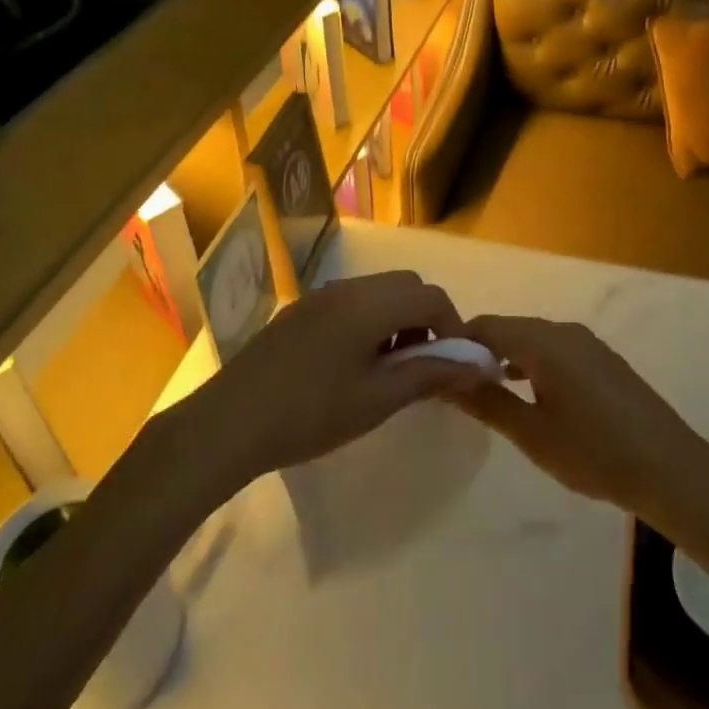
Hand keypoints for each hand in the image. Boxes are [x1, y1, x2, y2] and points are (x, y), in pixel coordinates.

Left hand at [181, 272, 495, 485]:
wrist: (229, 423)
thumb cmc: (311, 414)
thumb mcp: (378, 399)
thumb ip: (430, 375)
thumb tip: (479, 364)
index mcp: (370, 304)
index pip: (431, 297)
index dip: (453, 327)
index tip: (453, 366)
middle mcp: (348, 288)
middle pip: (406, 285)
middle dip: (425, 319)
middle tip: (421, 365)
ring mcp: (320, 296)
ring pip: (378, 291)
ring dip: (397, 319)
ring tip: (388, 368)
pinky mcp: (300, 311)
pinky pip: (351, 301)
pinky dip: (369, 321)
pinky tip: (352, 364)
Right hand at [449, 315, 708, 526]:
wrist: (671, 468)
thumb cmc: (595, 453)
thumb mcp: (533, 434)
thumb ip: (488, 402)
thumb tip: (447, 379)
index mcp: (543, 342)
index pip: (486, 326)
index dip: (457, 342)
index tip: (436, 369)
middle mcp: (564, 330)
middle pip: (509, 328)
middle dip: (481, 351)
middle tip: (458, 386)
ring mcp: (587, 342)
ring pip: (532, 338)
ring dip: (507, 358)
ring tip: (487, 392)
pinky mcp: (602, 358)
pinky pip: (555, 348)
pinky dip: (532, 362)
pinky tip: (529, 393)